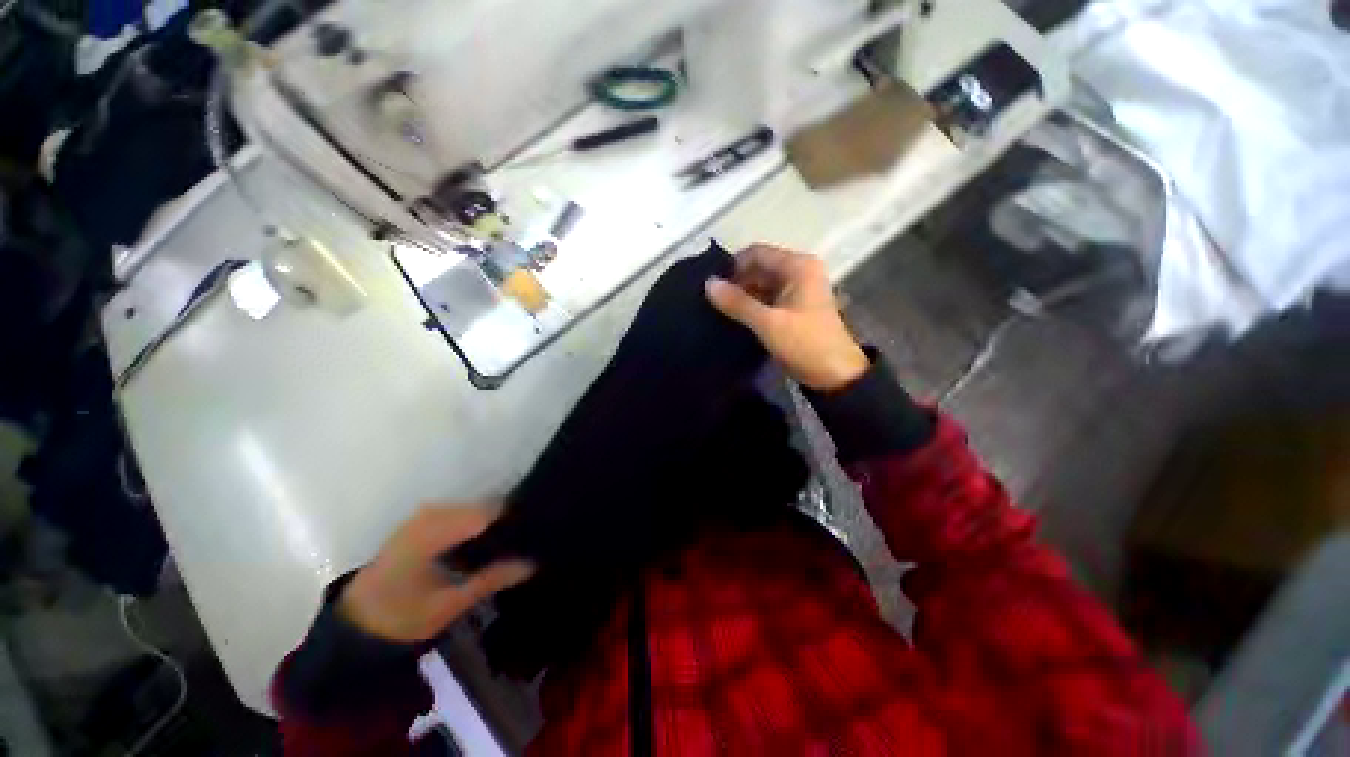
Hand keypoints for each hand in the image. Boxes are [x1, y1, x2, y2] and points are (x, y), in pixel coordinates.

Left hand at [340, 506, 532, 641]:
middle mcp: (429, 514)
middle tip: (523, 541)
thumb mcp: (448, 605)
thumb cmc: (402, 615)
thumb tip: (531, 563)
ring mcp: (425, 513)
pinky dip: (477, 520)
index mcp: (432, 534)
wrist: (359, 617)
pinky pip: (461, 509)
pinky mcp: (423, 516)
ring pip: (473, 505)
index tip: (533, 533)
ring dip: (491, 520)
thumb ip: (490, 580)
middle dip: (504, 520)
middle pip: (482, 505)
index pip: (486, 513)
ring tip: (508, 541)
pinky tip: (484, 539)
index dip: (513, 520)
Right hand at [705, 245, 868, 391]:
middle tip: (711, 300)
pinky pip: (767, 298)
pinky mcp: (794, 307)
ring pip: (761, 284)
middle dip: (736, 282)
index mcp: (798, 266)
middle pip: (759, 267)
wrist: (835, 375)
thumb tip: (707, 283)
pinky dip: (752, 305)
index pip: (757, 253)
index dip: (732, 266)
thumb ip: (737, 302)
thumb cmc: (804, 344)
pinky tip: (734, 317)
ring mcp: (798, 289)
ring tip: (718, 309)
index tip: (711, 285)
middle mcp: (799, 271)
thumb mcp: (768, 323)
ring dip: (742, 295)